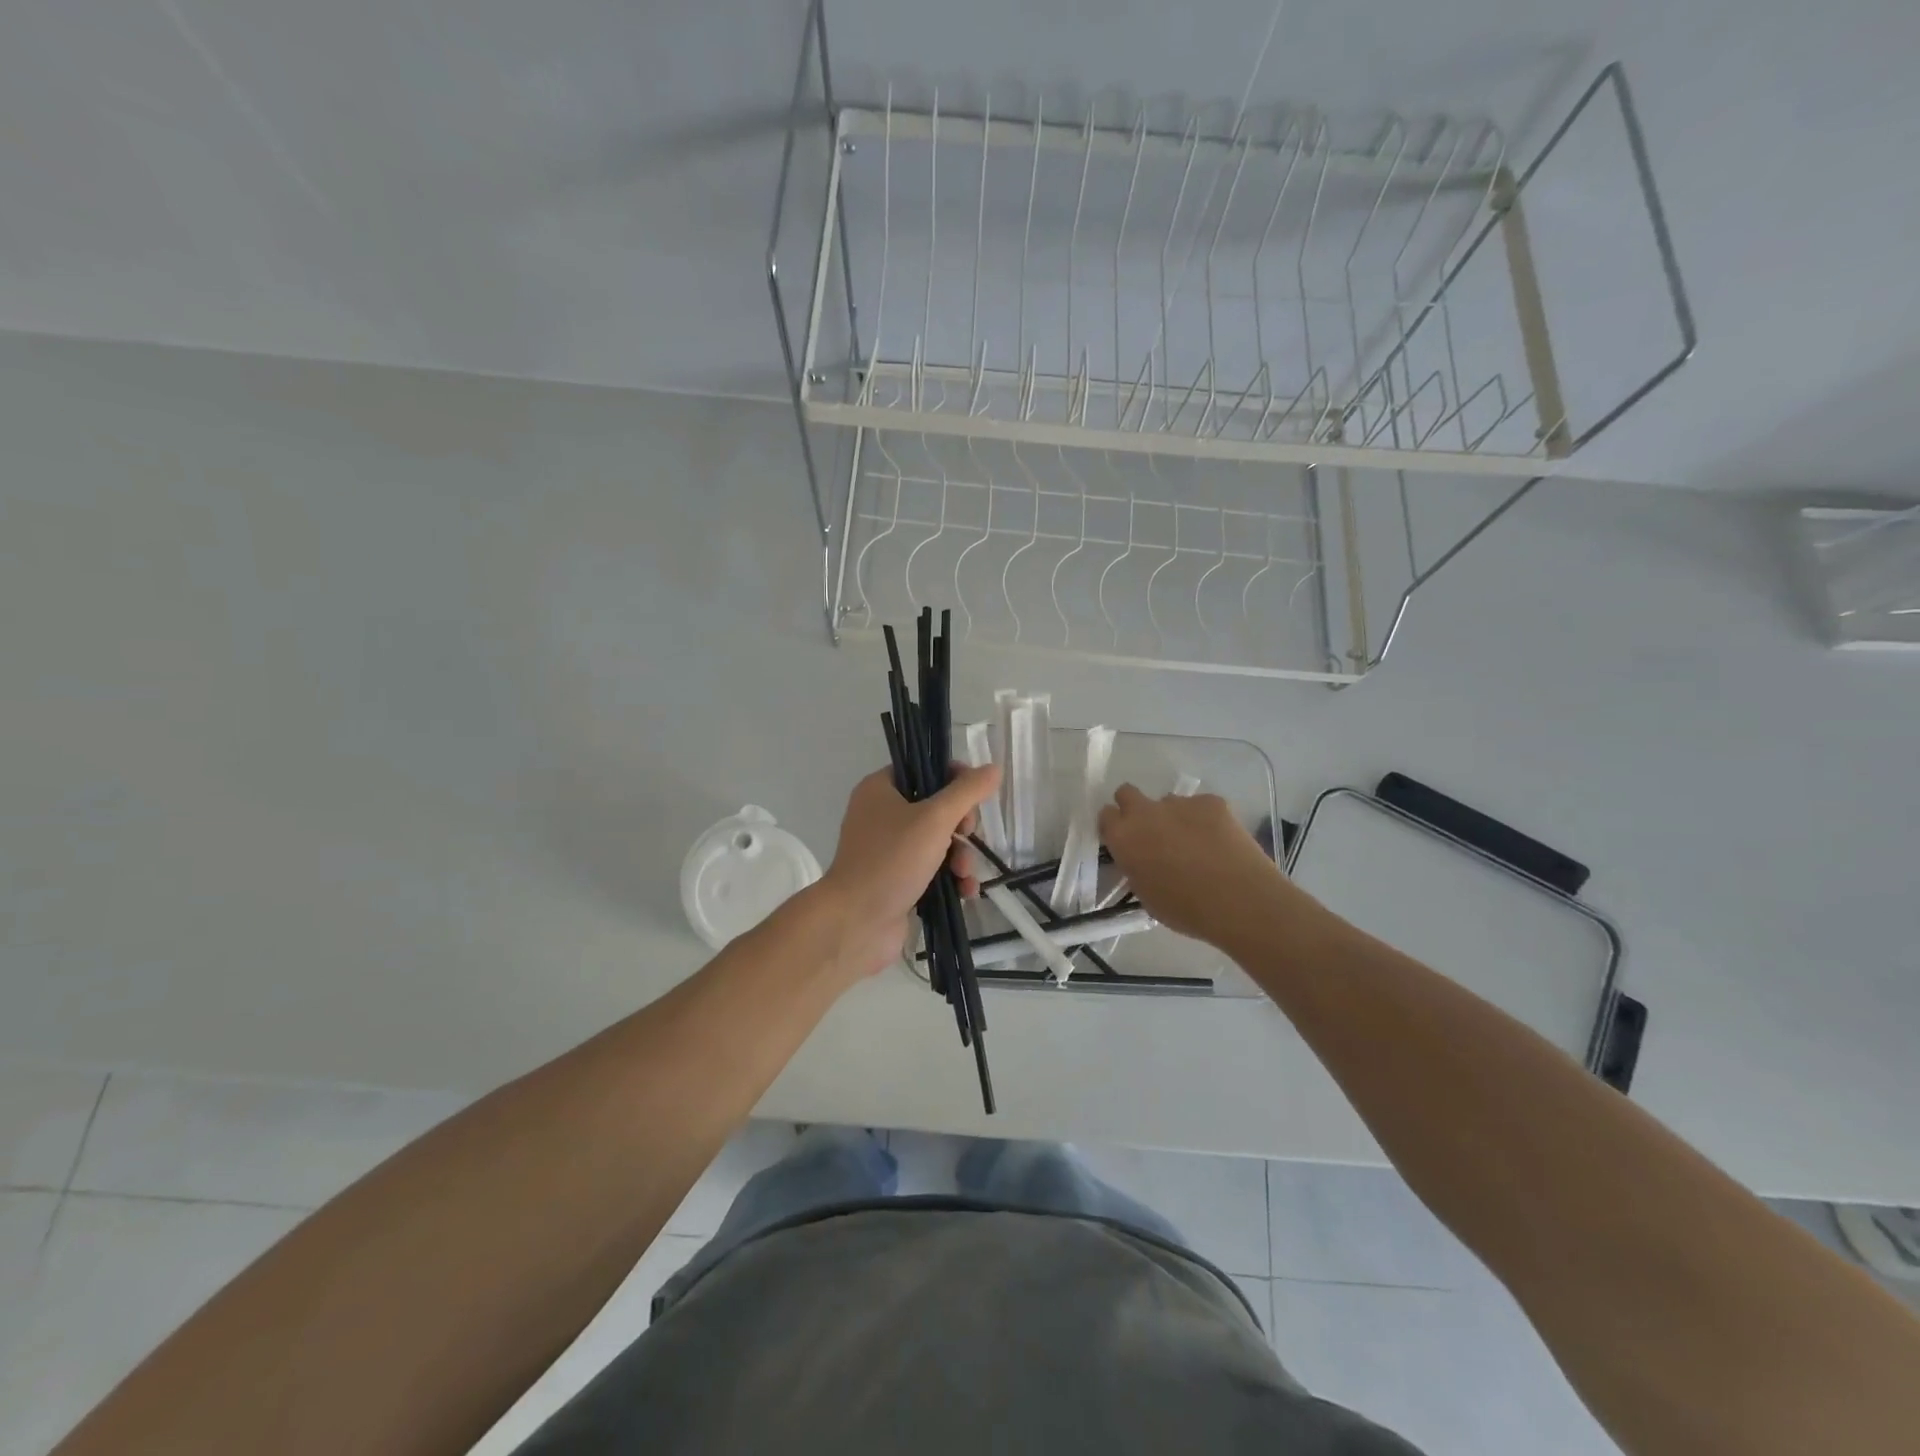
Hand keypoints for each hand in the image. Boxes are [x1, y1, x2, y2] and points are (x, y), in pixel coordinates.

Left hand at [818, 764, 1001, 977]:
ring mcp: (888, 851)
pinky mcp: (897, 881)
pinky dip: (951, 878)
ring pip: (938, 842)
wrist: (855, 923)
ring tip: (964, 874)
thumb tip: (993, 768)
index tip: (972, 797)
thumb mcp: (934, 819)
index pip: (924, 769)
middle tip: (966, 835)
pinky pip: (932, 870)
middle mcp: (881, 815)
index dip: (953, 779)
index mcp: (880, 789)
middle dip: (960, 827)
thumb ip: (967, 791)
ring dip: (960, 856)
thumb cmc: (891, 861)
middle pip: (936, 808)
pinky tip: (965, 892)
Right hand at [1098, 784, 1286, 944]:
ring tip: (1196, 844)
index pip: (1106, 816)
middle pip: (1127, 793)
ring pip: (1168, 802)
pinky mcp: (1212, 801)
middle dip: (1135, 808)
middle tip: (1152, 833)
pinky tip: (1220, 841)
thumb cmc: (1186, 910)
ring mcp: (1179, 803)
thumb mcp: (1146, 896)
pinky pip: (1201, 805)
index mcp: (1123, 838)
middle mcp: (1145, 813)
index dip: (1115, 827)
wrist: (1239, 901)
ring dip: (1174, 817)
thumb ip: (1136, 868)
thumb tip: (1141, 860)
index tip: (1125, 841)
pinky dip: (1206, 819)